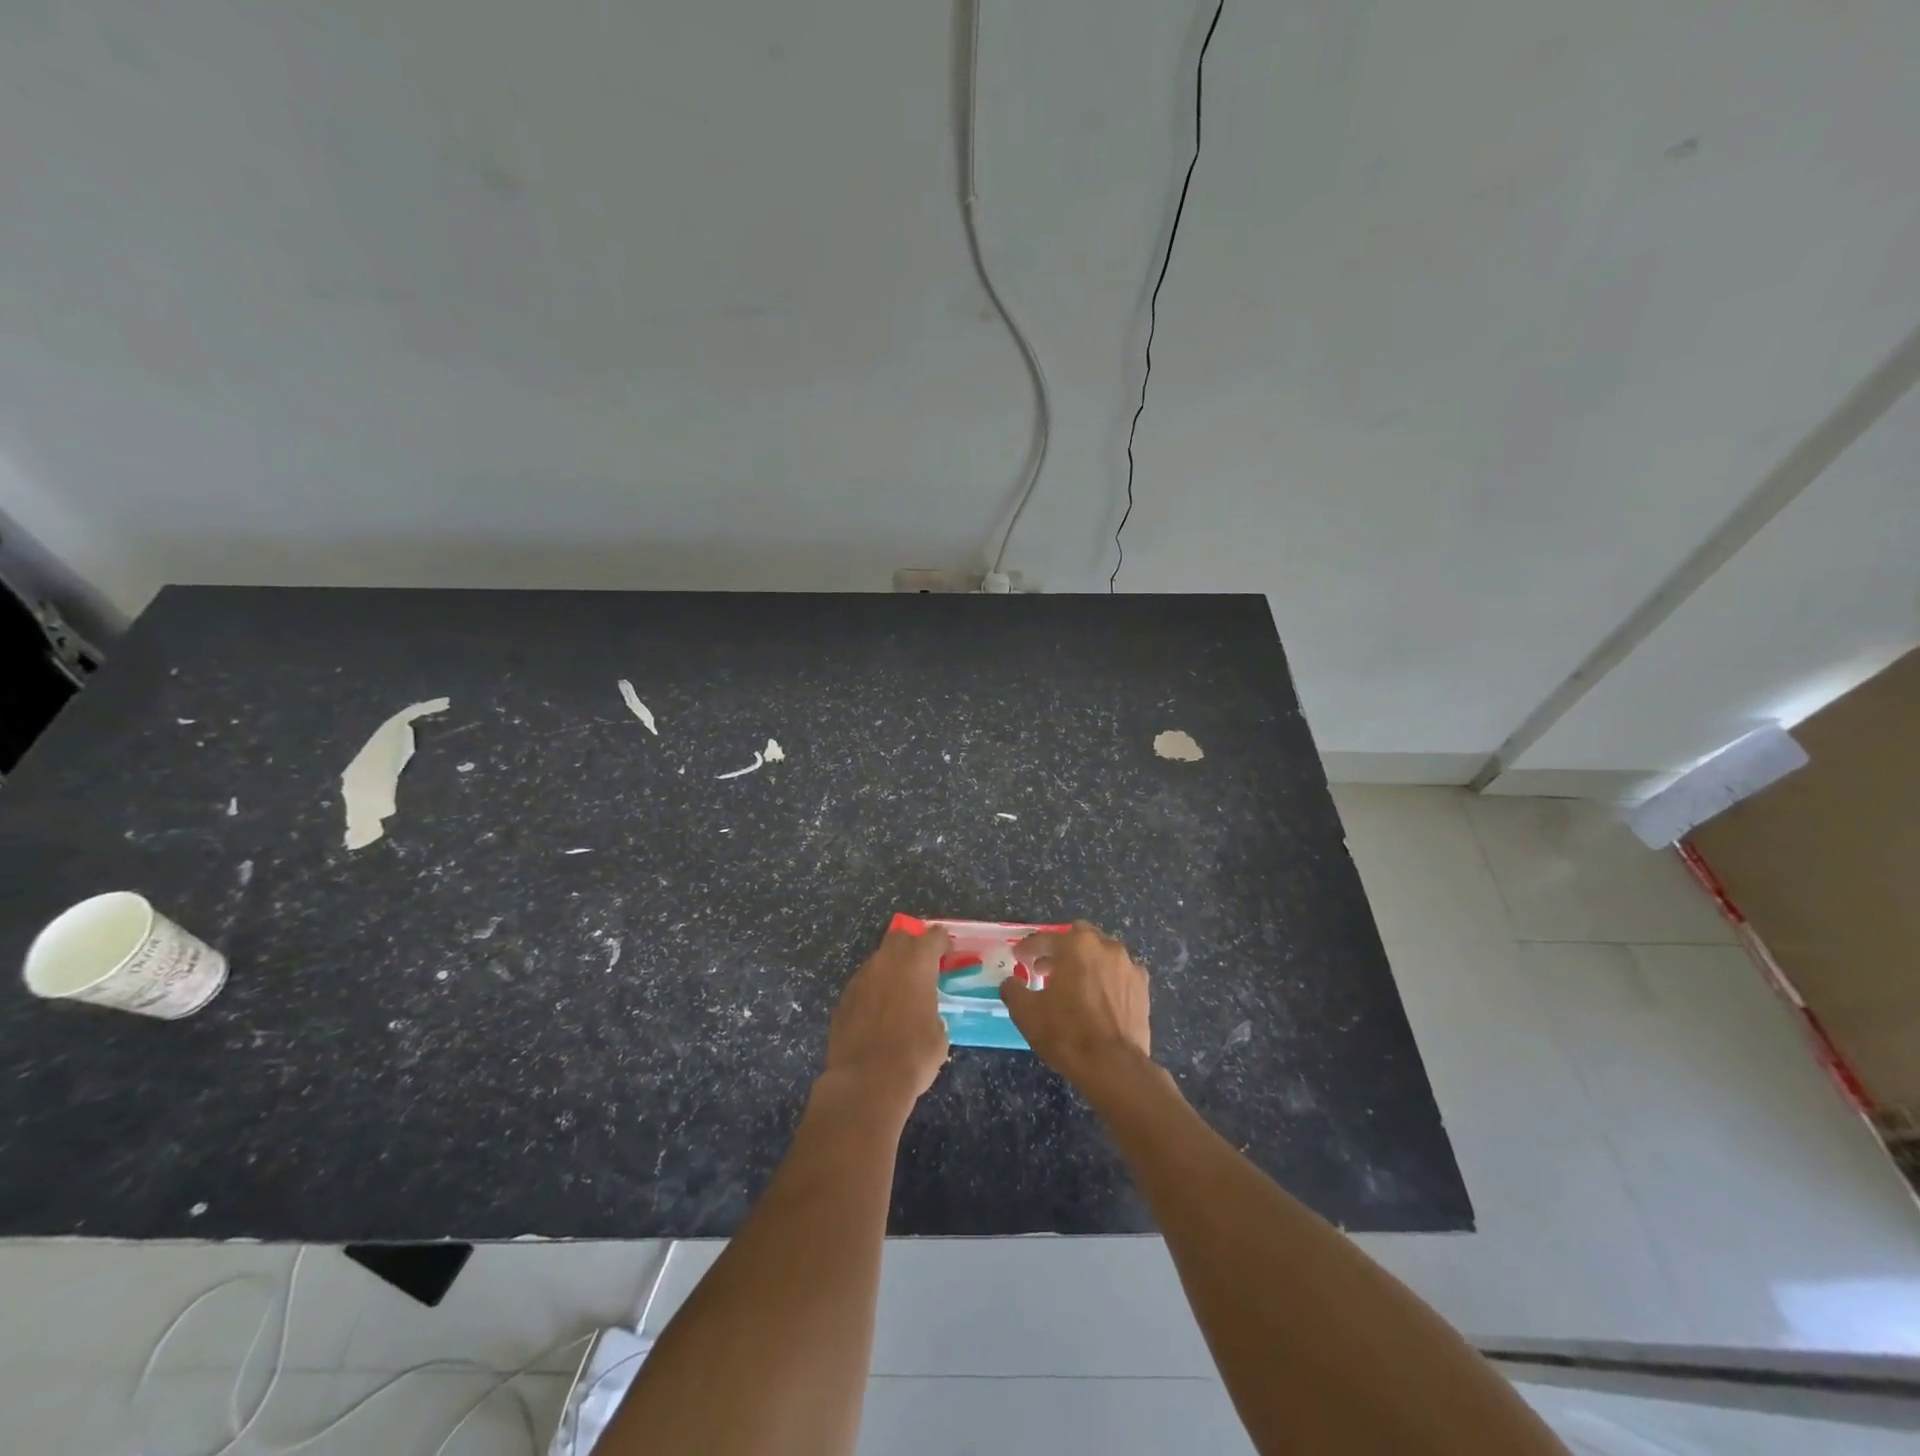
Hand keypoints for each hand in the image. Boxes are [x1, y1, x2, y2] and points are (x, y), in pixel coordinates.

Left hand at [824, 924, 952, 1109]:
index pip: (933, 936)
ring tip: (898, 997)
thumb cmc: (913, 1055)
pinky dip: (873, 992)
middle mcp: (886, 962)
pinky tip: (877, 1016)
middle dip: (912, 947)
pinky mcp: (843, 998)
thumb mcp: (939, 1034)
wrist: (866, 1081)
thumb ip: (932, 1010)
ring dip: (890, 970)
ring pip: (878, 961)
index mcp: (916, 963)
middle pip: (900, 938)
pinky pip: (863, 985)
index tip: (947, 957)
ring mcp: (861, 978)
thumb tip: (924, 1013)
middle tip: (921, 969)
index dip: (943, 943)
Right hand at [1001, 921, 1151, 1086]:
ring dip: (1086, 962)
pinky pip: (1120, 973)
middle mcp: (1105, 946)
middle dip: (1061, 948)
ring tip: (1074, 984)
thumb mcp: (1026, 1013)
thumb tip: (1011, 982)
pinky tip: (1100, 998)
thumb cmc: (1066, 1033)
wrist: (1114, 1066)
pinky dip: (1108, 978)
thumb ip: (1014, 990)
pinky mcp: (1143, 986)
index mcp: (1075, 945)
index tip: (1018, 957)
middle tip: (1047, 968)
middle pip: (1079, 937)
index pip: (1045, 939)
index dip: (1028, 948)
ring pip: (1102, 953)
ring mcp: (1128, 965)